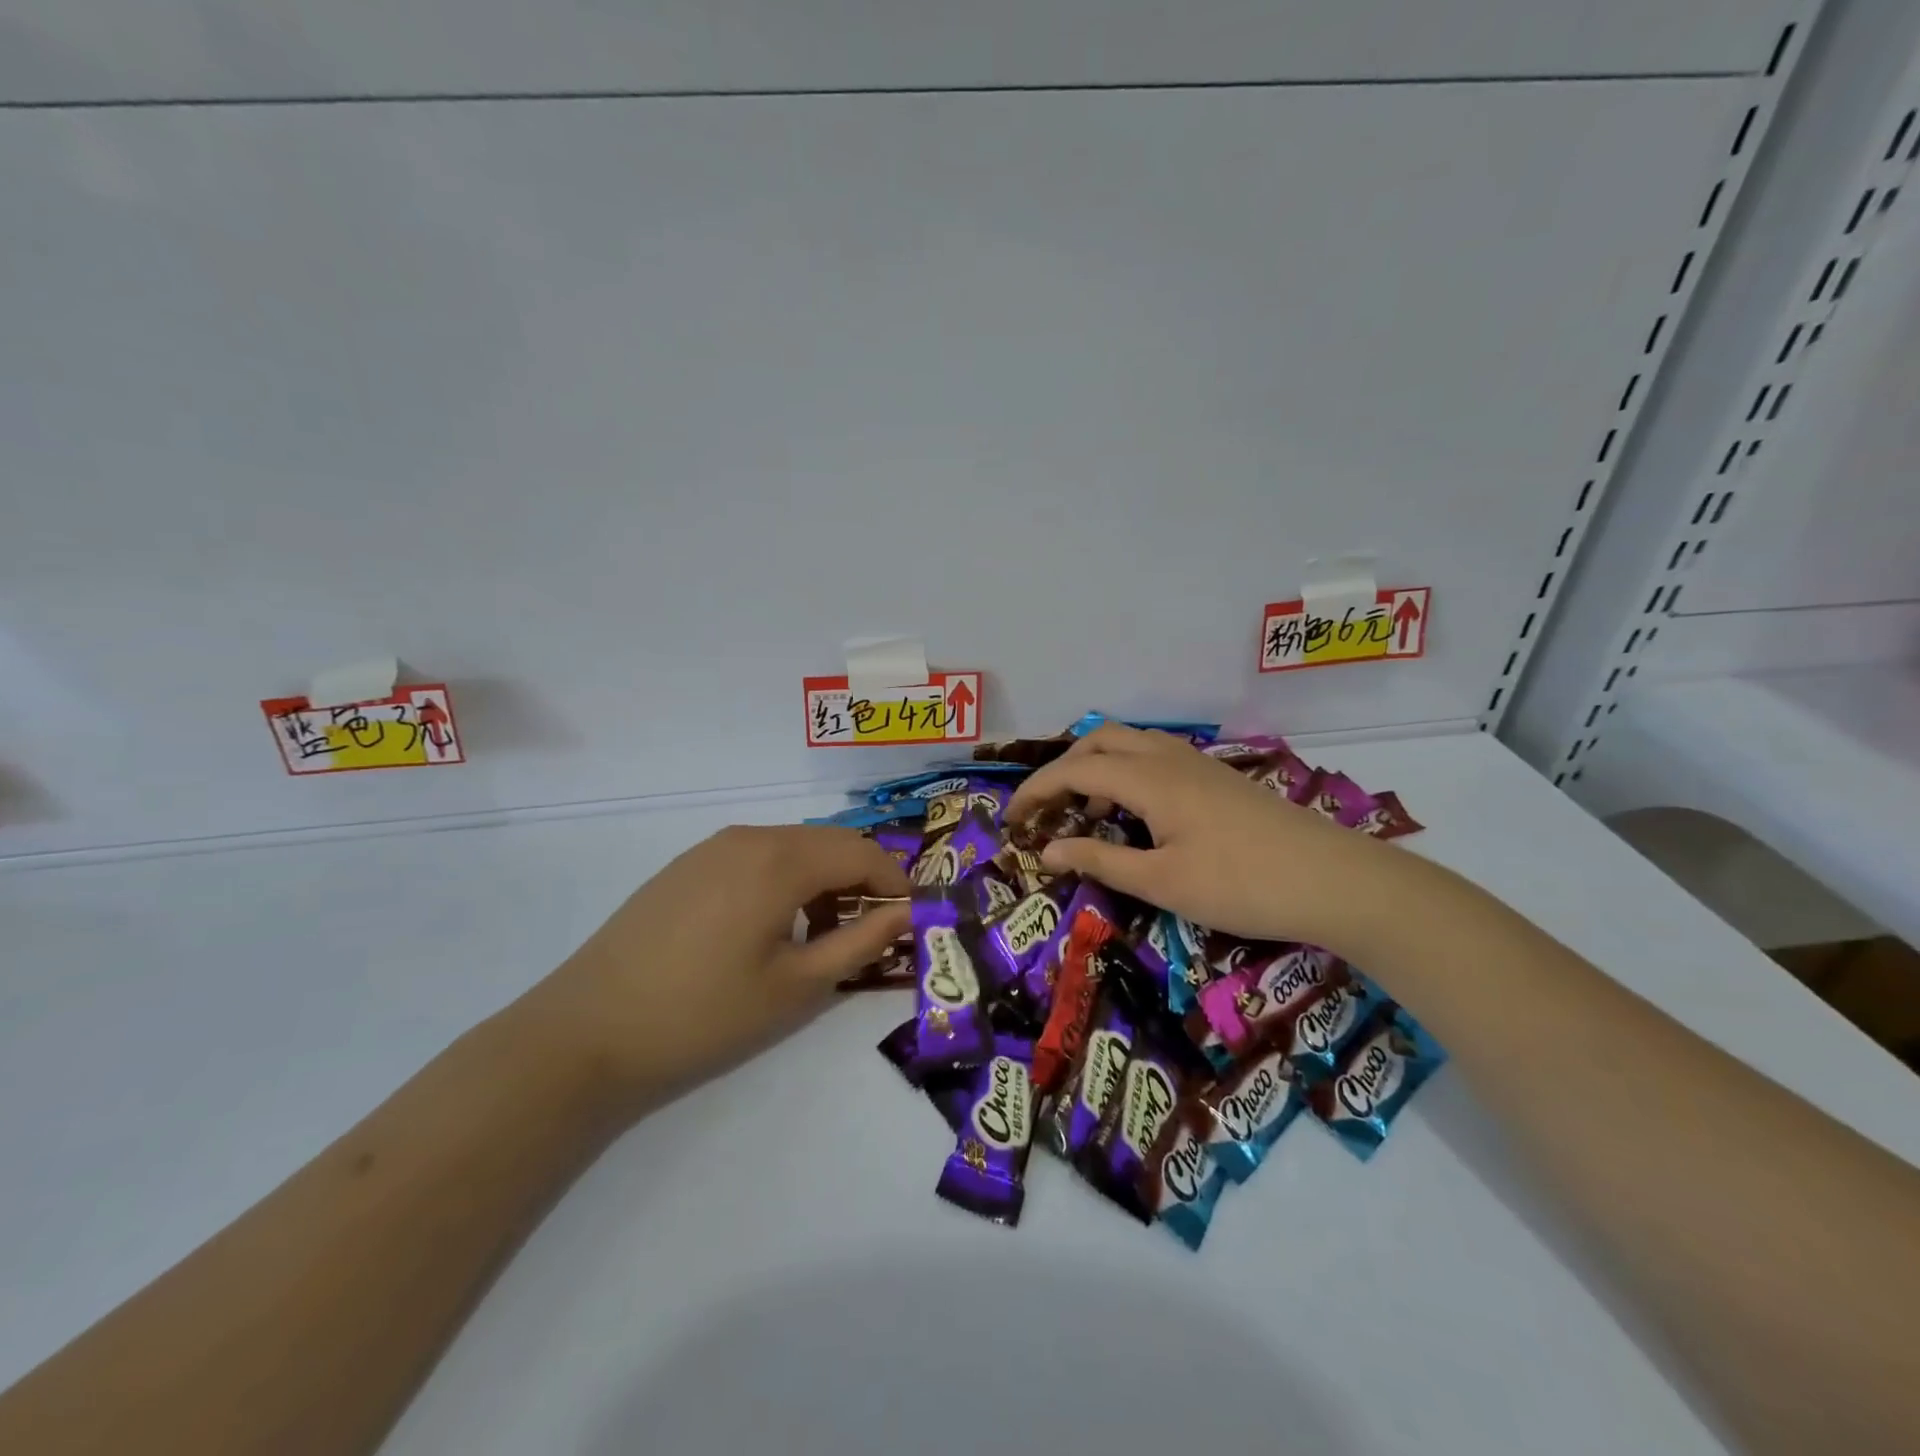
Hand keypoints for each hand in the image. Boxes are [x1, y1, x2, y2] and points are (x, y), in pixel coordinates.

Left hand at [528, 825, 910, 1119]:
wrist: (587, 1032)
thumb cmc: (704, 1014)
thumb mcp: (796, 986)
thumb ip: (861, 942)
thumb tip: (910, 914)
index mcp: (781, 860)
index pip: (863, 852)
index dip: (895, 882)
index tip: (911, 920)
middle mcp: (750, 836)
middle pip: (830, 842)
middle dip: (862, 879)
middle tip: (872, 930)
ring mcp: (713, 846)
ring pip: (793, 845)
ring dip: (824, 878)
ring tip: (823, 933)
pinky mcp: (687, 864)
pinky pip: (757, 854)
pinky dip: (785, 878)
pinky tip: (772, 925)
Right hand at [1005, 725, 1395, 951]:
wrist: (1334, 880)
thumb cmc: (1241, 884)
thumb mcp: (1161, 882)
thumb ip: (1100, 861)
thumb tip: (1047, 852)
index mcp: (1149, 778)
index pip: (1074, 770)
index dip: (1036, 791)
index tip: (1010, 821)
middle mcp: (1169, 758)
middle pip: (1100, 741)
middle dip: (1063, 768)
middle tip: (1046, 809)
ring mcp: (1198, 764)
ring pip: (1131, 744)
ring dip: (1097, 767)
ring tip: (1086, 811)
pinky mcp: (1218, 779)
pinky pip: (1155, 758)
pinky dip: (1127, 774)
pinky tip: (1136, 814)